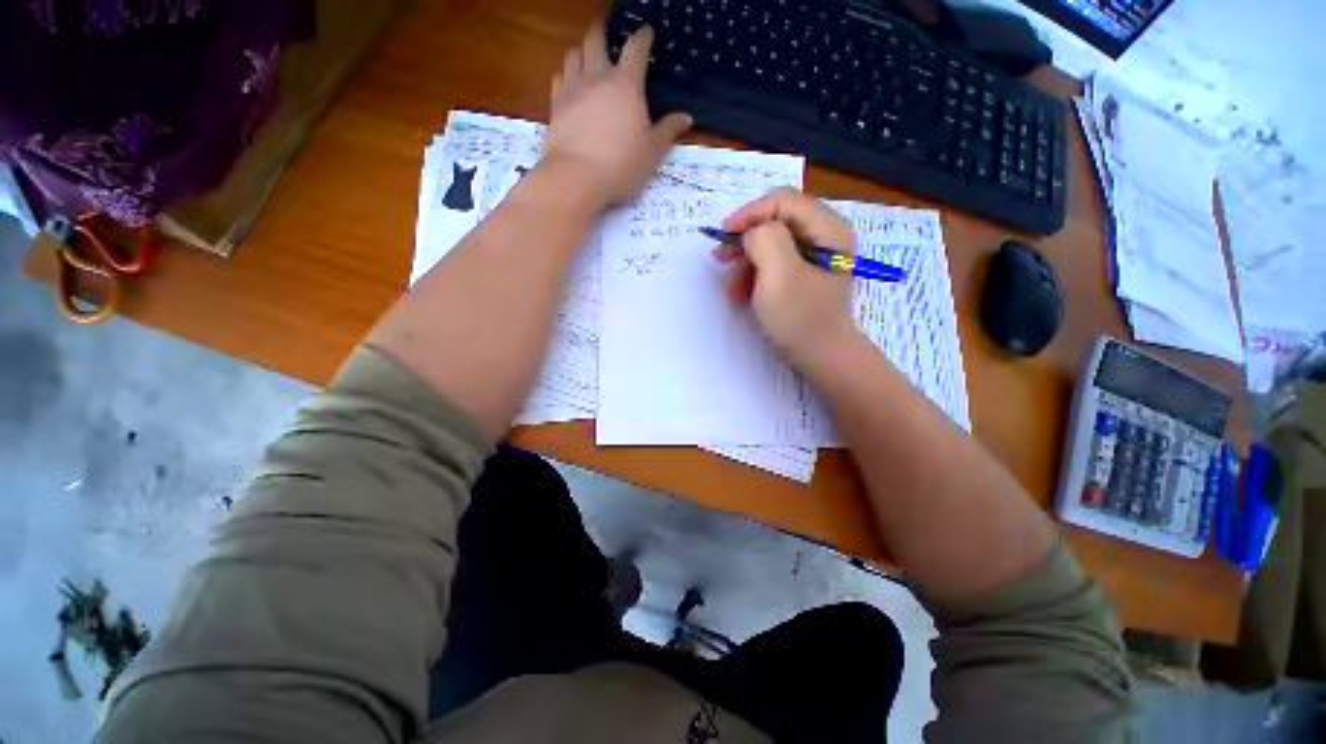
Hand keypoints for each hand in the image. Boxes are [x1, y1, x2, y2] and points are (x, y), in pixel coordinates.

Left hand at [544, 23, 692, 205]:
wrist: (576, 177)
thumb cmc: (621, 165)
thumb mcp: (652, 152)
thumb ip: (668, 131)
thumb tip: (686, 117)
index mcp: (626, 85)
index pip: (636, 49)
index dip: (643, 37)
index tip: (647, 32)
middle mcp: (597, 77)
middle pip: (596, 40)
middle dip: (603, 32)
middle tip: (607, 32)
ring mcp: (572, 88)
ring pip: (573, 54)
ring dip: (582, 51)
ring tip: (587, 58)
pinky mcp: (555, 105)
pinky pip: (558, 77)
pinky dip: (565, 74)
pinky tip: (569, 84)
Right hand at [714, 188, 859, 367]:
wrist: (821, 358)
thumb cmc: (801, 318)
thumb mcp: (779, 274)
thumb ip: (764, 239)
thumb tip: (752, 234)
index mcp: (827, 228)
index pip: (782, 201)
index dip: (749, 214)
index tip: (723, 237)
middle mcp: (824, 236)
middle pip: (775, 222)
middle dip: (744, 243)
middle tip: (720, 261)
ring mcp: (814, 257)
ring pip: (770, 245)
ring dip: (745, 265)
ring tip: (732, 291)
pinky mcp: (803, 275)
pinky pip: (773, 264)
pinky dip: (754, 277)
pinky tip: (742, 295)